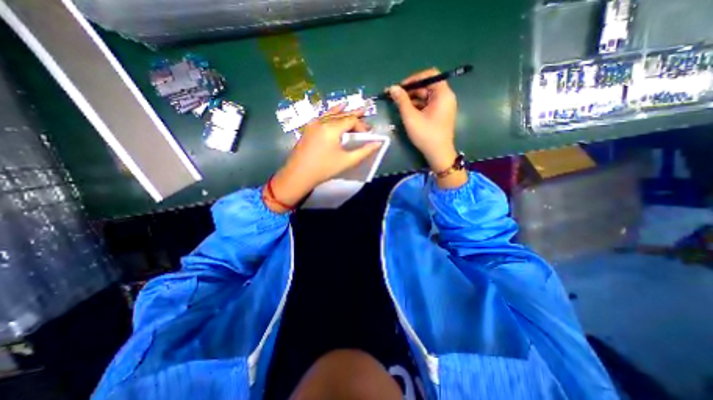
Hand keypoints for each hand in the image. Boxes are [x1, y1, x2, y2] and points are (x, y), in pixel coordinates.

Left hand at [265, 104, 380, 211]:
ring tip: (351, 105)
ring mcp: (313, 123)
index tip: (367, 135)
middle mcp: (322, 121)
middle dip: (354, 115)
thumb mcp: (347, 161)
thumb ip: (364, 151)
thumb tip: (378, 143)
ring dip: (343, 111)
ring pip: (331, 113)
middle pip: (342, 114)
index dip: (361, 126)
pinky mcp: (308, 128)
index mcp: (332, 128)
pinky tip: (334, 110)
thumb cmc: (324, 168)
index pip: (351, 120)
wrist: (298, 175)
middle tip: (365, 111)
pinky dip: (330, 113)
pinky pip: (322, 116)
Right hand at [389, 66, 456, 173]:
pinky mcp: (440, 114)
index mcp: (443, 94)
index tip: (400, 87)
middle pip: (427, 85)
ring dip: (412, 98)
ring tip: (399, 104)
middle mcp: (446, 97)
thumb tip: (392, 88)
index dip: (414, 78)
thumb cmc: (426, 135)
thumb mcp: (411, 117)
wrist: (438, 154)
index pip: (430, 75)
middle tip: (396, 96)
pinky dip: (418, 105)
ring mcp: (444, 106)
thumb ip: (402, 101)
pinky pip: (428, 104)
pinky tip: (407, 111)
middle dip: (411, 89)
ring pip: (427, 96)